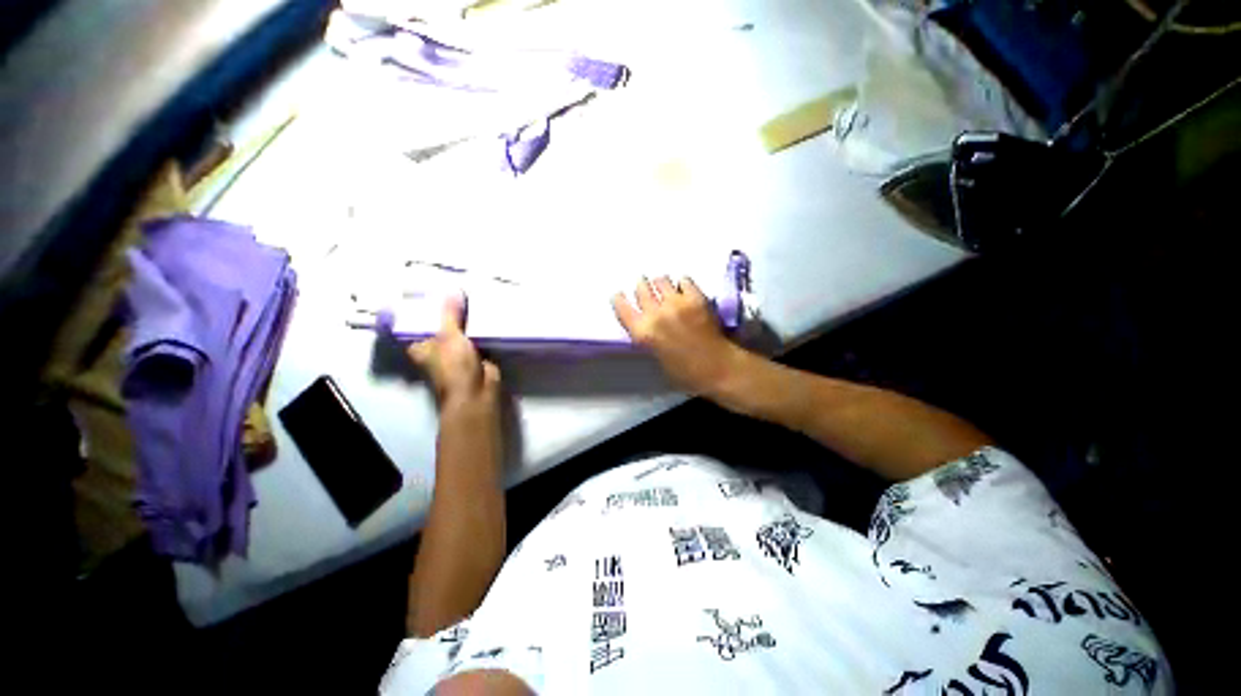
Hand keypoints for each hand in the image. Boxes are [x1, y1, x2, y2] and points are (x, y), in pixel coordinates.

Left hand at [407, 293, 500, 411]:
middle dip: (451, 312)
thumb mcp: (449, 335)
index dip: (426, 308)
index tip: (435, 290)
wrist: (478, 391)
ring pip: (462, 332)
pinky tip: (489, 315)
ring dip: (468, 321)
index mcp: (421, 346)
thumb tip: (452, 289)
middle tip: (459, 290)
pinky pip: (478, 338)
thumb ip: (450, 313)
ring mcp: (457, 353)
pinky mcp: (476, 356)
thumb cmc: (454, 365)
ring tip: (475, 297)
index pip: (419, 323)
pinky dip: (482, 330)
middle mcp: (437, 349)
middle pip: (442, 325)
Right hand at [612, 276, 743, 394]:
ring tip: (665, 288)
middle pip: (641, 288)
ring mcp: (676, 303)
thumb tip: (645, 322)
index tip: (619, 295)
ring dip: (660, 283)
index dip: (619, 299)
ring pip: (661, 280)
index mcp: (642, 333)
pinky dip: (681, 284)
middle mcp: (655, 314)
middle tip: (645, 287)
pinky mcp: (695, 297)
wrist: (717, 368)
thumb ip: (647, 336)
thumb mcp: (655, 357)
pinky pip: (683, 280)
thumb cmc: (684, 372)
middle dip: (642, 287)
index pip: (622, 307)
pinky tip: (683, 289)